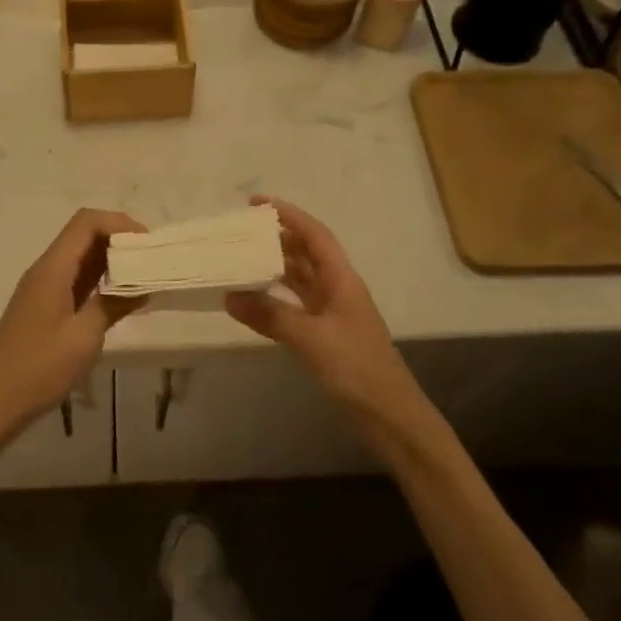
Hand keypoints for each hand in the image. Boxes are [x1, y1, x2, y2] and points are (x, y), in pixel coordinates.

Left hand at [0, 209, 145, 444]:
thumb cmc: (39, 368)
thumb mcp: (84, 337)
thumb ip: (113, 304)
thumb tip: (141, 286)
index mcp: (53, 268)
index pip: (86, 222)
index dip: (119, 223)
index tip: (147, 244)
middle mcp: (46, 269)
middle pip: (83, 235)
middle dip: (118, 240)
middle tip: (150, 260)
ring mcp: (43, 287)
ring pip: (80, 257)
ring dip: (110, 260)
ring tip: (142, 276)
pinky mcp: (44, 306)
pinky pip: (75, 279)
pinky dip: (99, 280)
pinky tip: (119, 297)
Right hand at [226, 197, 430, 453]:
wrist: (391, 418)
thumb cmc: (356, 368)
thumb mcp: (310, 338)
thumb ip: (269, 315)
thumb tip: (229, 296)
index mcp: (341, 279)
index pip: (314, 234)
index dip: (288, 214)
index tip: (257, 203)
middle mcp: (337, 289)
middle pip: (306, 252)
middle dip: (277, 237)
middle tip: (241, 231)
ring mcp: (332, 312)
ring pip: (299, 278)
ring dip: (274, 266)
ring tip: (241, 257)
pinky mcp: (326, 335)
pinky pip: (295, 304)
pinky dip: (275, 298)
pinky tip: (254, 300)